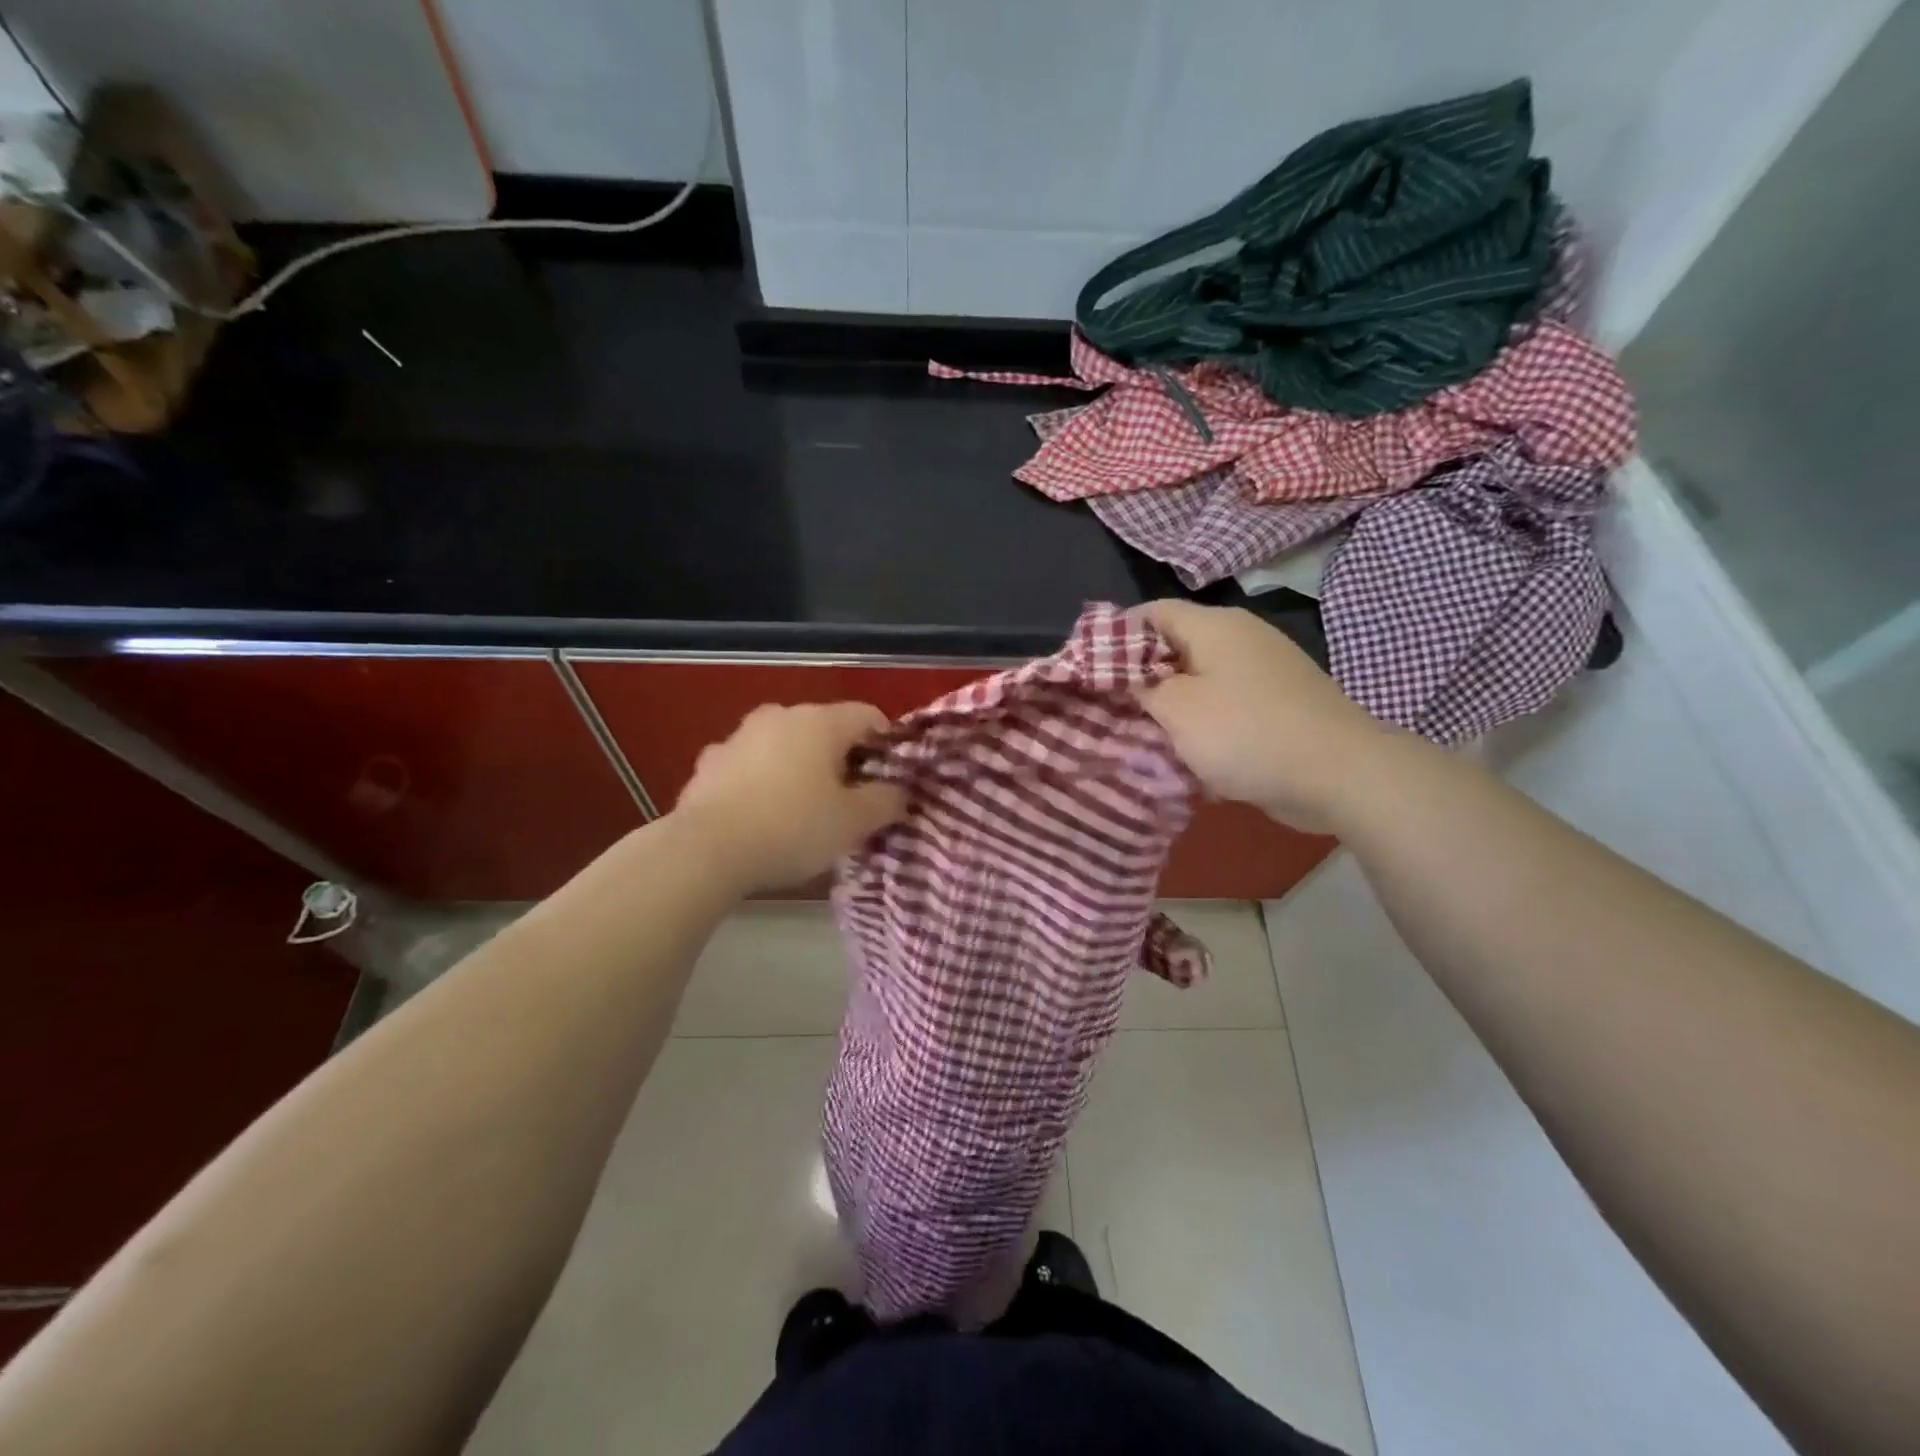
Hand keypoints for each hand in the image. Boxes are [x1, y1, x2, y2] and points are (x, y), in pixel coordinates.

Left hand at [670, 701, 905, 891]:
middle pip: (825, 729)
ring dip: (799, 767)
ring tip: (803, 808)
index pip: (869, 716)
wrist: (705, 851)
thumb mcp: (854, 822)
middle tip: (849, 800)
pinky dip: (762, 780)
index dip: (886, 745)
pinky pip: (749, 765)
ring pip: (785, 745)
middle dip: (841, 758)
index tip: (889, 780)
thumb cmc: (792, 829)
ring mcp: (739, 736)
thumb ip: (886, 801)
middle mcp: (780, 716)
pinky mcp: (709, 762)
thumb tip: (898, 791)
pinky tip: (760, 814)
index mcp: (820, 721)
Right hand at [1136, 600, 1387, 831]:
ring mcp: (1266, 669)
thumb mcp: (1177, 710)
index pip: (1152, 612)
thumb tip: (1133, 679)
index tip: (1093, 670)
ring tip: (1147, 734)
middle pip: (1176, 645)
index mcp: (1214, 626)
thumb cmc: (1246, 732)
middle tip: (1115, 707)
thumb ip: (1143, 688)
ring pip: (1202, 678)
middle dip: (1143, 676)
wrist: (1340, 772)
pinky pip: (1228, 703)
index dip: (1117, 635)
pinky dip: (1206, 721)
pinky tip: (1192, 751)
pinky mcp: (1281, 702)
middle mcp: (1241, 637)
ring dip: (1174, 704)